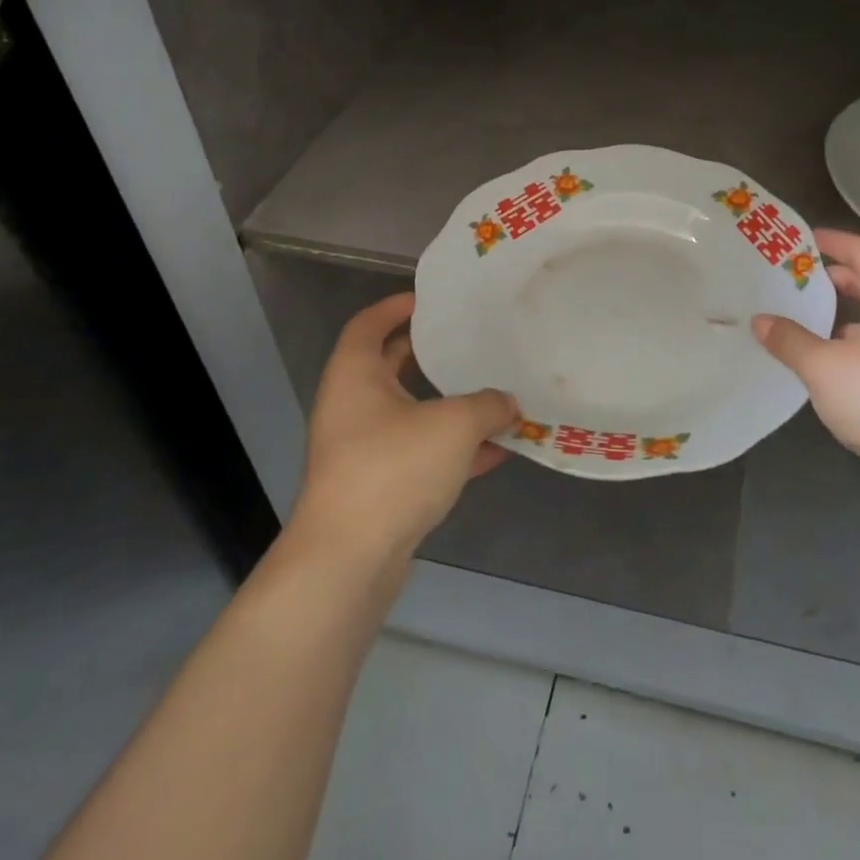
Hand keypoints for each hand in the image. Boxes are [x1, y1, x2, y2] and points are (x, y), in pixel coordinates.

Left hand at [290, 292, 517, 569]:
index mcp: (355, 376)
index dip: (395, 307)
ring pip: (409, 414)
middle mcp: (352, 407)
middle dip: (427, 354)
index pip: (368, 325)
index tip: (428, 300)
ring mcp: (362, 450)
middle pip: (389, 367)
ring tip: (491, 391)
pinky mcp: (378, 487)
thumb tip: (509, 402)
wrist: (350, 560)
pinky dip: (453, 448)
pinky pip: (420, 454)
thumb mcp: (453, 425)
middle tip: (467, 340)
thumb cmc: (393, 469)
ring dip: (447, 405)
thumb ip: (488, 405)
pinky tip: (496, 449)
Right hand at [752, 229, 859, 492]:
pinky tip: (826, 359)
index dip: (828, 243)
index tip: (797, 240)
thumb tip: (760, 322)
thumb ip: (789, 339)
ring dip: (840, 317)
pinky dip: (856, 343)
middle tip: (788, 280)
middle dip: (830, 281)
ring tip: (798, 318)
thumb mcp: (824, 366)